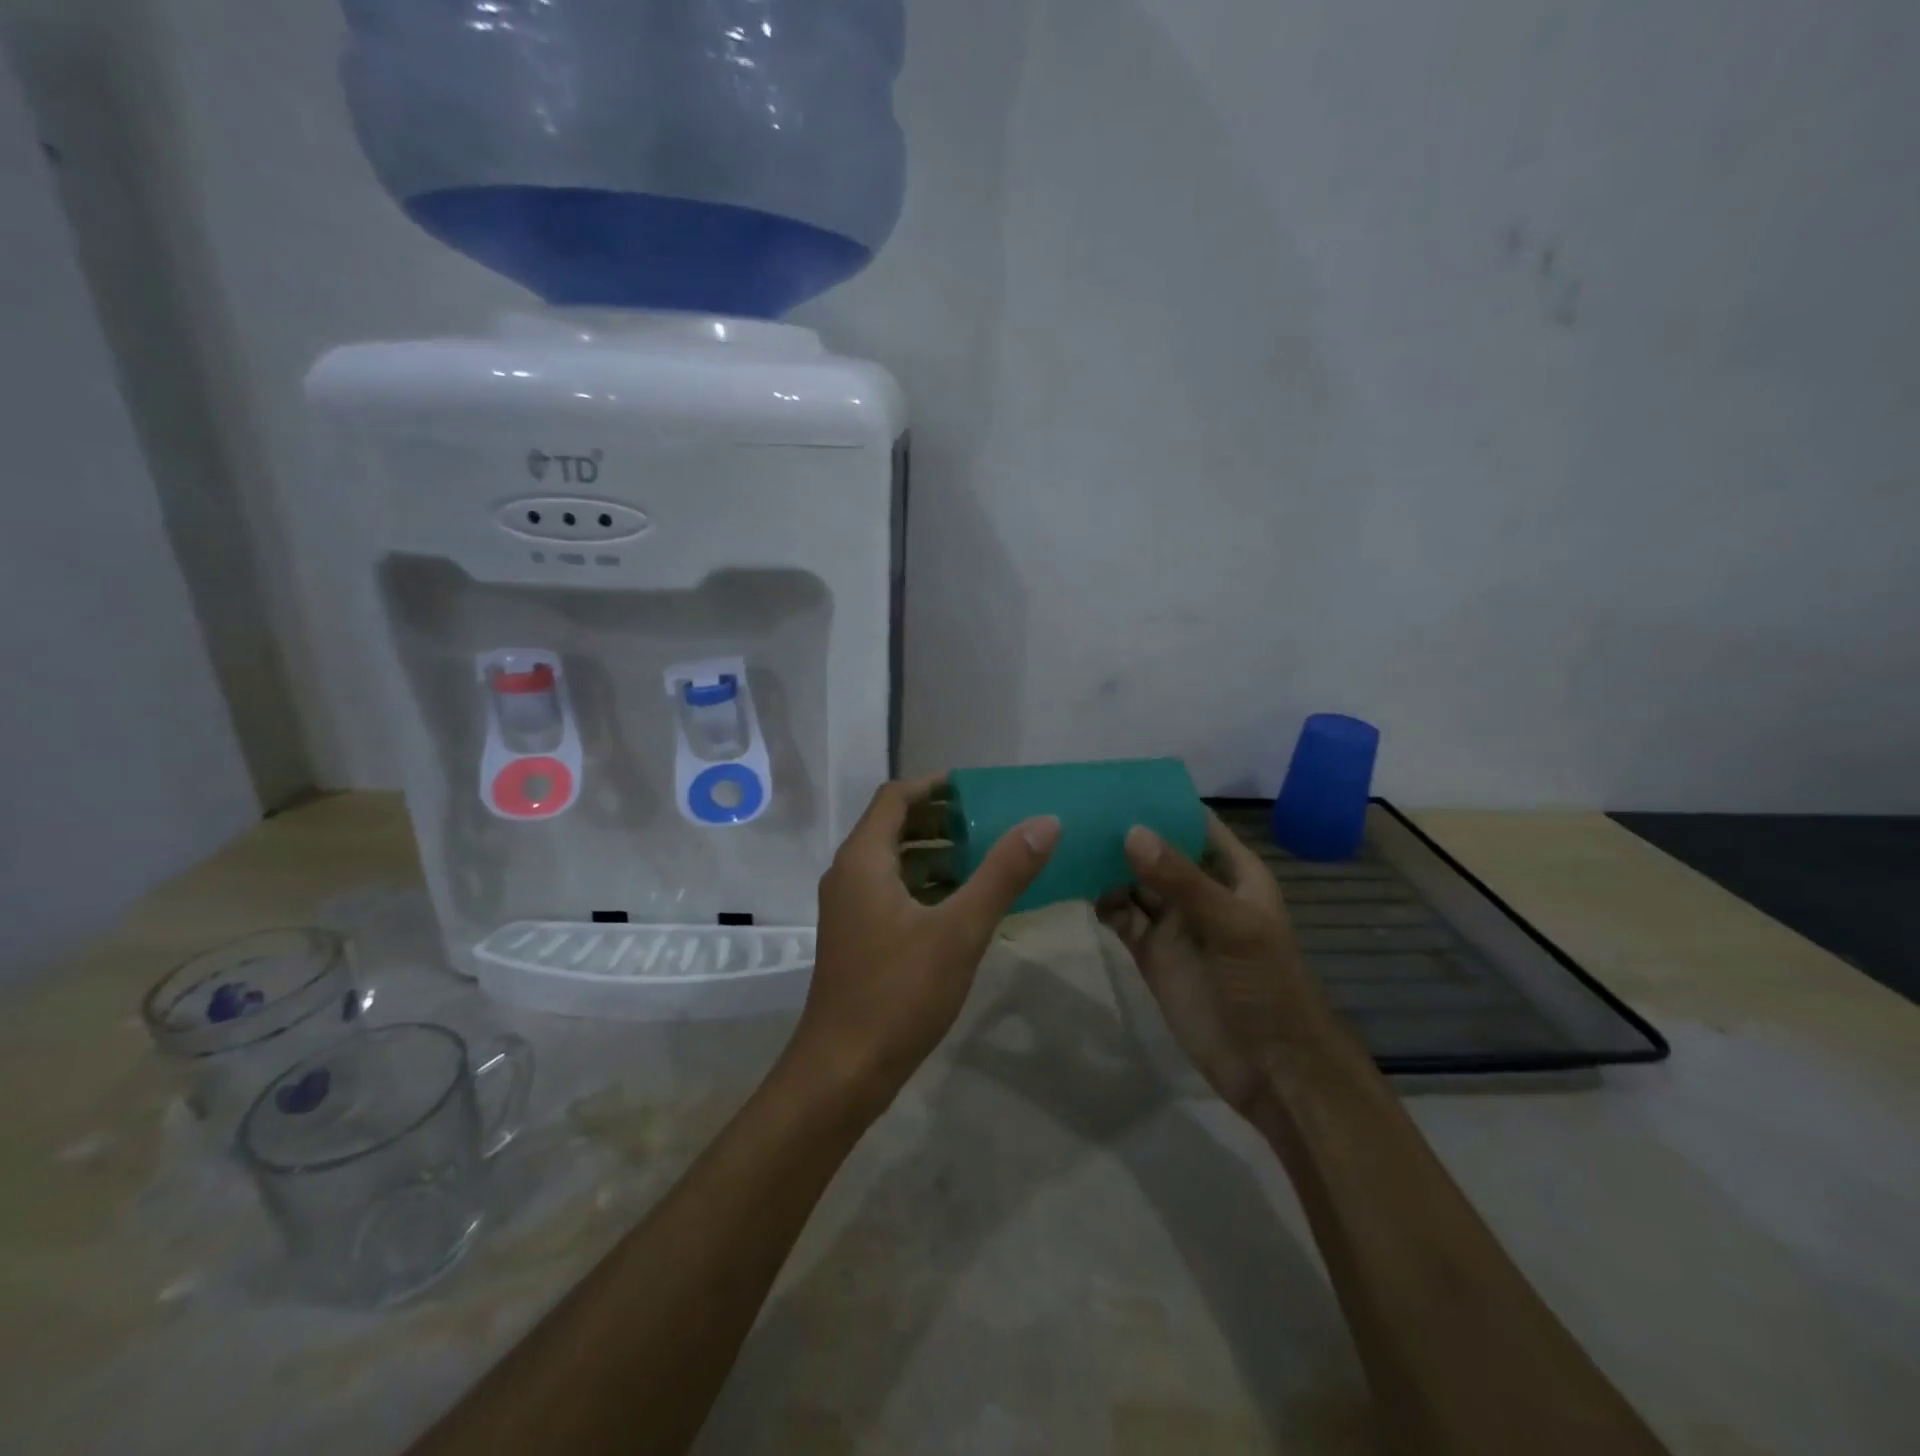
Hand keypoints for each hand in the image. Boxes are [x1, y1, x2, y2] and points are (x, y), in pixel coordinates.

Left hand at [789, 776, 1060, 1113]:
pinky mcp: (857, 937)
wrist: (842, 1072)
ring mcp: (850, 908)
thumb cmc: (898, 993)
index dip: (934, 786)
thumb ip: (1003, 874)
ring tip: (985, 858)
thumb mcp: (959, 930)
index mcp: (863, 860)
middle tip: (990, 822)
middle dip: (941, 819)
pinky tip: (962, 904)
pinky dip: (926, 885)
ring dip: (936, 853)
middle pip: (894, 826)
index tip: (978, 789)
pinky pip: (893, 892)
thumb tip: (1045, 822)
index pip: (895, 797)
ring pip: (895, 862)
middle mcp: (849, 875)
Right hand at [1098, 811, 1330, 1116]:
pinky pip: (1121, 917)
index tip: (1116, 783)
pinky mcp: (1151, 953)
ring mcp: (1173, 923)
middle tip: (1076, 810)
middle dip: (1123, 832)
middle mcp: (1199, 890)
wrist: (1271, 1068)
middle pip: (1157, 850)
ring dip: (1106, 866)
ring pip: (1134, 881)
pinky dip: (1102, 903)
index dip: (1161, 803)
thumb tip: (1130, 832)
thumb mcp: (1230, 925)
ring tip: (1066, 844)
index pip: (1194, 823)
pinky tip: (1078, 890)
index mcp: (1232, 872)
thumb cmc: (1265, 985)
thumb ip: (1181, 879)